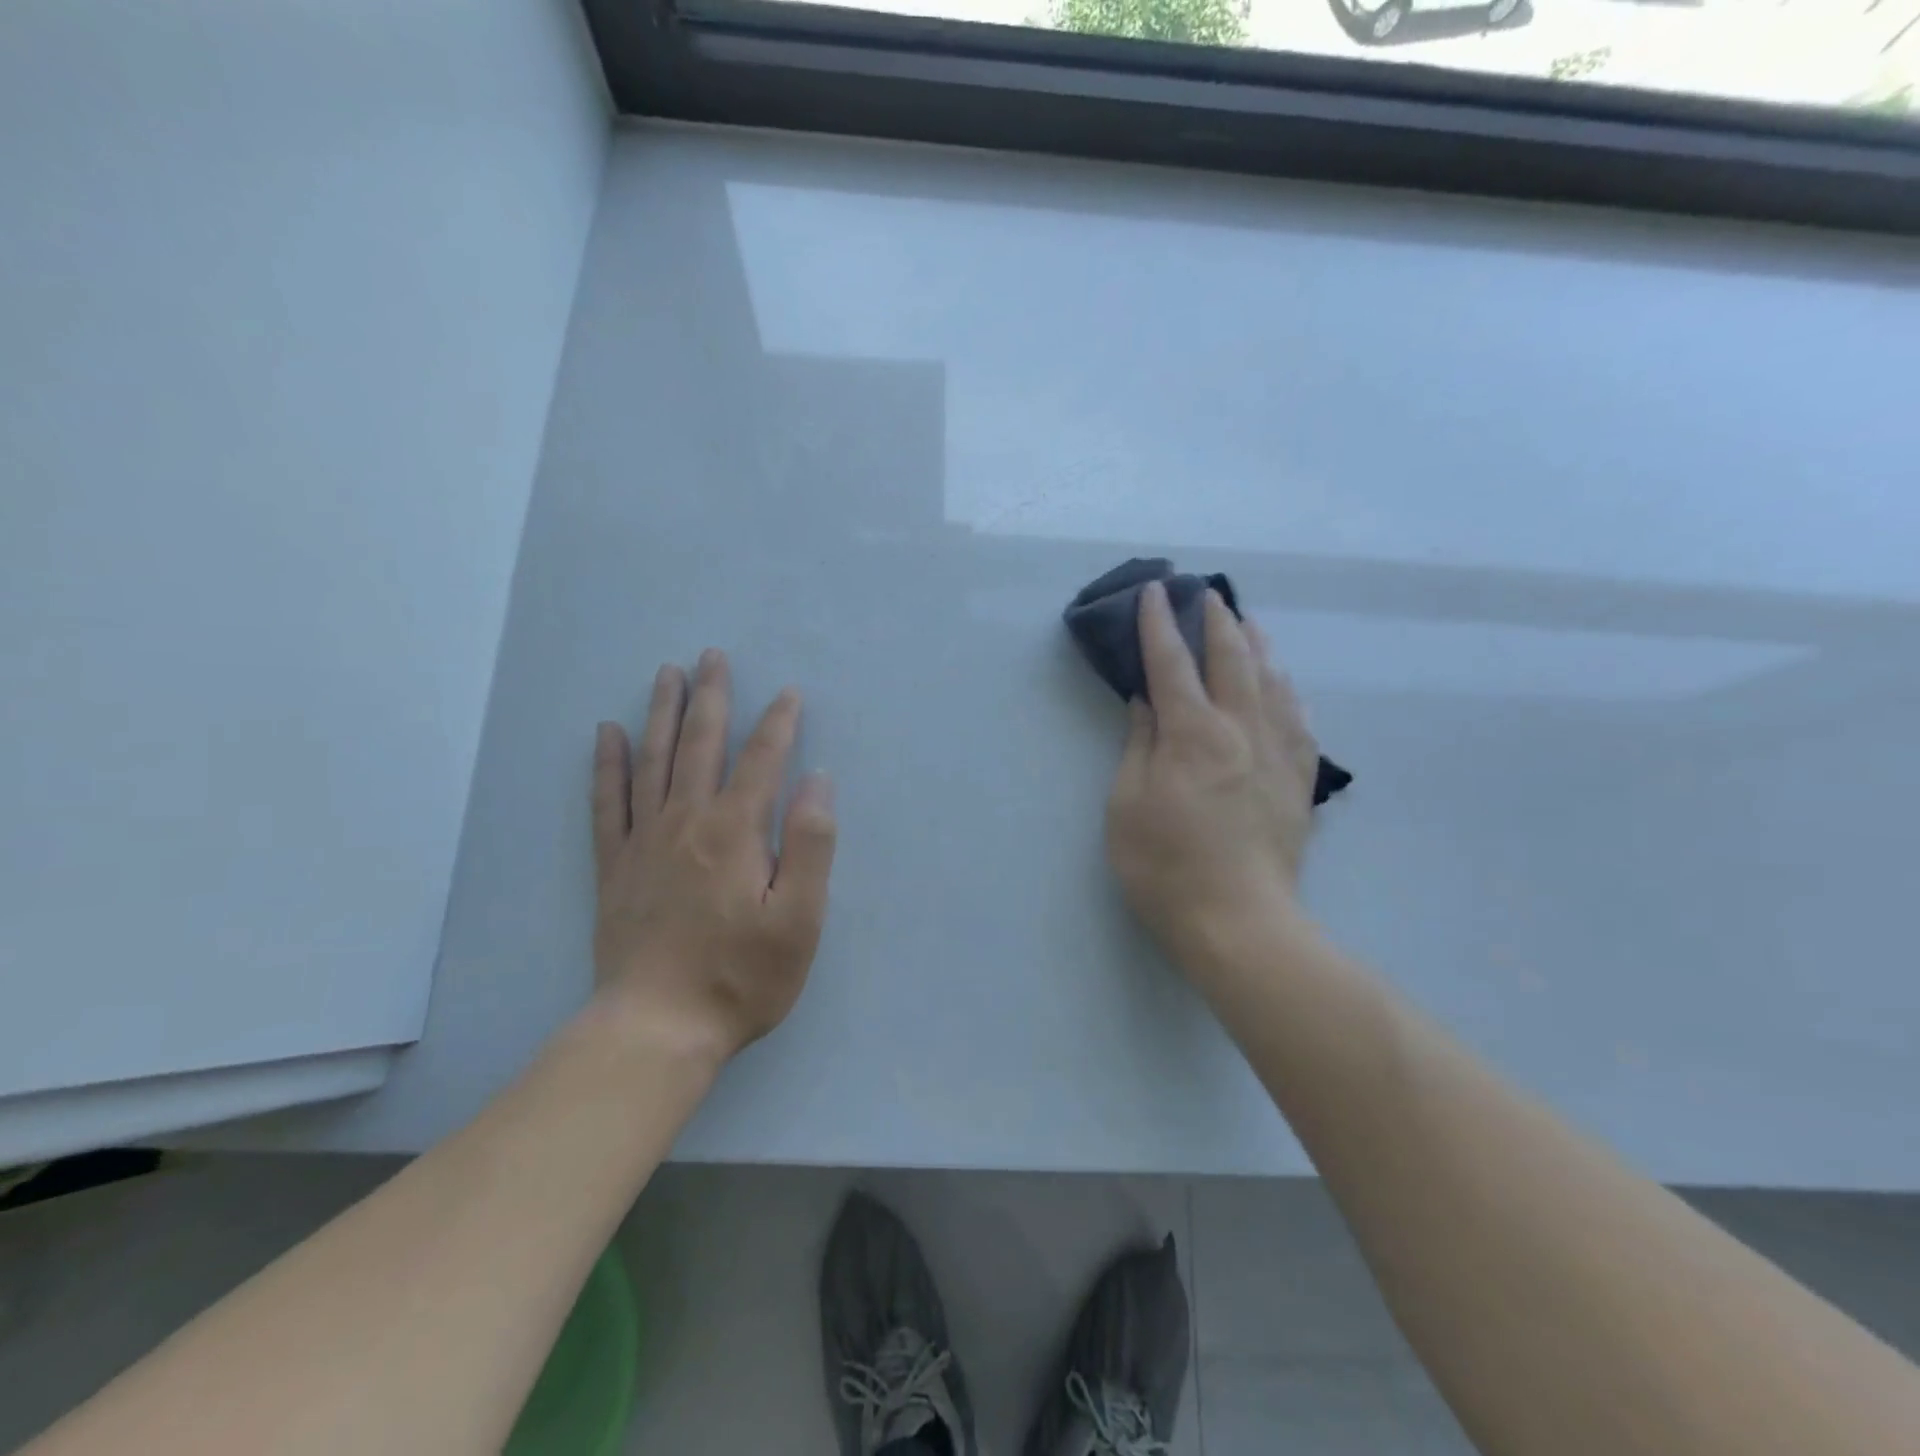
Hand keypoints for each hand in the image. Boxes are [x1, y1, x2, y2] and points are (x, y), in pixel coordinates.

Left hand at [590, 650, 837, 1063]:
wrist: (656, 1028)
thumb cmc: (741, 976)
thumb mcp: (800, 918)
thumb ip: (811, 844)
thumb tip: (817, 779)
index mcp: (735, 831)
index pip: (762, 759)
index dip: (779, 722)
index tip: (789, 692)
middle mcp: (687, 821)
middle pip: (700, 744)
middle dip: (712, 697)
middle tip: (713, 656)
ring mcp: (644, 841)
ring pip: (653, 760)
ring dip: (662, 712)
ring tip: (667, 674)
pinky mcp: (614, 866)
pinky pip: (607, 802)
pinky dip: (608, 764)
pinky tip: (608, 734)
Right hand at [1106, 582, 1319, 979]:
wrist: (1239, 922)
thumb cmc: (1165, 866)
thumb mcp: (1127, 806)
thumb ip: (1139, 745)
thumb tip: (1147, 701)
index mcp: (1193, 734)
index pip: (1172, 664)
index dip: (1158, 625)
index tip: (1153, 592)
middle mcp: (1242, 730)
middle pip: (1231, 659)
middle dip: (1215, 620)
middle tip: (1204, 593)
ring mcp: (1278, 753)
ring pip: (1271, 681)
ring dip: (1255, 644)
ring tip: (1245, 622)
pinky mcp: (1299, 779)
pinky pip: (1298, 718)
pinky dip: (1286, 690)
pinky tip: (1282, 682)